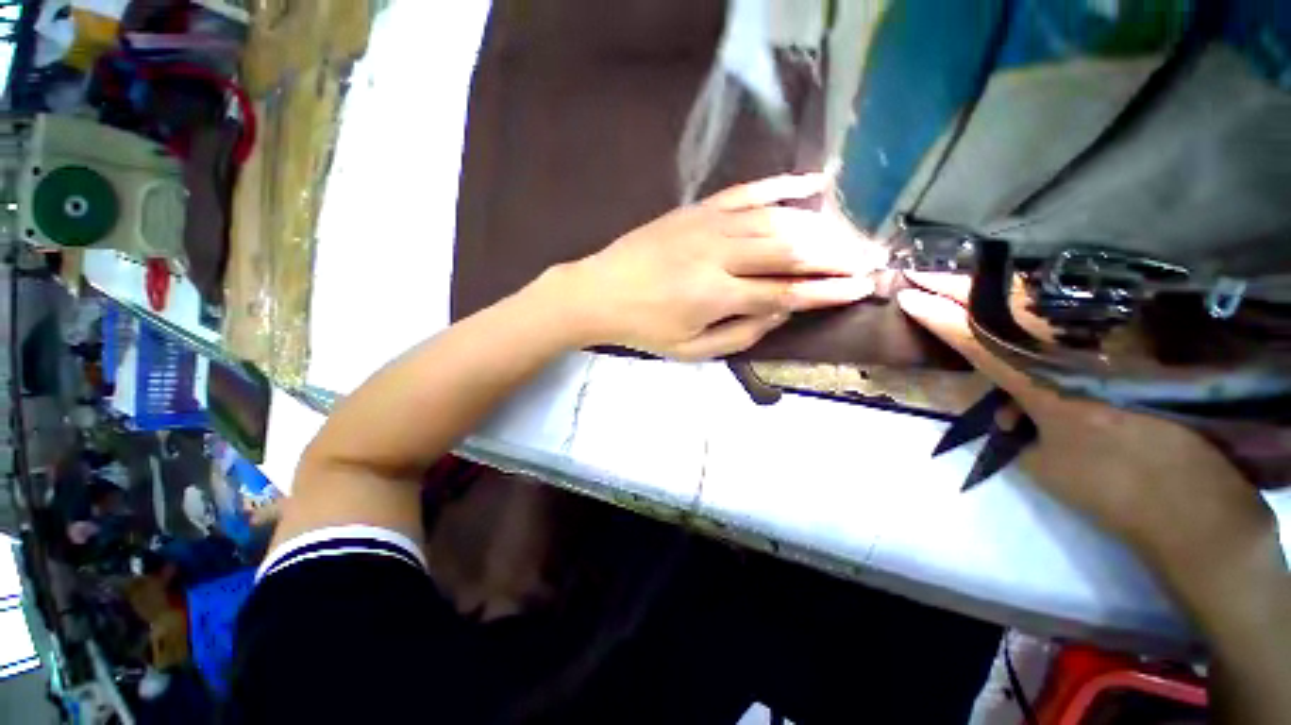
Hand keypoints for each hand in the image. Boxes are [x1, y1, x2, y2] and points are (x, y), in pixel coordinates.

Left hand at [556, 174, 881, 359]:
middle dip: (837, 254)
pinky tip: (811, 184)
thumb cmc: (645, 328)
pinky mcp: (698, 209)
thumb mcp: (691, 350)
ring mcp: (708, 224)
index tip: (863, 288)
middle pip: (790, 249)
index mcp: (716, 295)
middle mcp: (719, 254)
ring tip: (851, 234)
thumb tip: (783, 313)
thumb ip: (741, 333)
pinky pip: (747, 191)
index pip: (786, 291)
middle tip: (872, 257)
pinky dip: (782, 185)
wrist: (599, 291)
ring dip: (820, 225)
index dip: (827, 290)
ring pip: (776, 219)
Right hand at [895, 274, 1276, 581]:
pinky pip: (1071, 313)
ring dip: (994, 288)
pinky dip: (1032, 301)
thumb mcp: (1038, 461)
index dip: (940, 317)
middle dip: (964, 287)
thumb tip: (981, 388)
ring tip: (958, 280)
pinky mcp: (1132, 345)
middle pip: (1013, 306)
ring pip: (1044, 301)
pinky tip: (1011, 299)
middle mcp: (1085, 354)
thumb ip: (1003, 416)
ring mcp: (1114, 344)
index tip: (908, 297)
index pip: (981, 341)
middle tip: (927, 275)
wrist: (1191, 503)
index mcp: (1053, 388)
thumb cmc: (1106, 490)